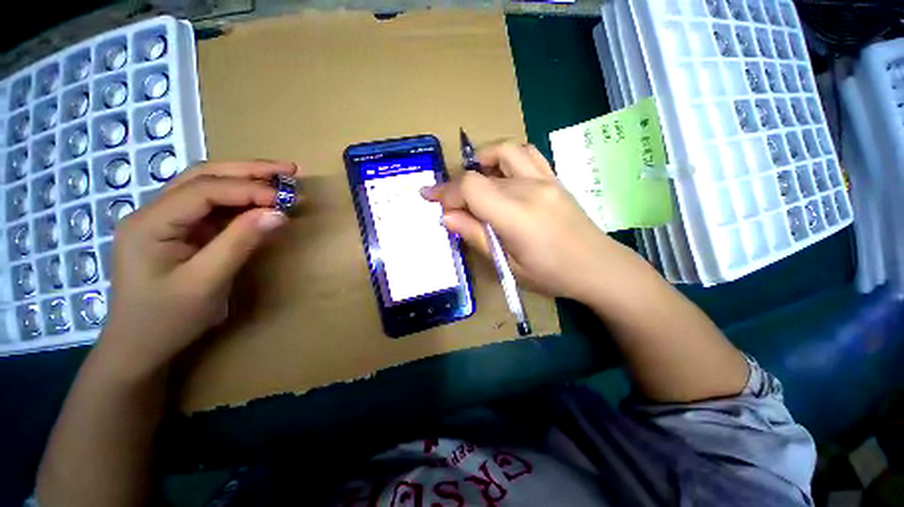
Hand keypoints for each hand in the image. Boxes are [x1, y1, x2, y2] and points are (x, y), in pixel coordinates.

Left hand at [100, 160, 296, 372]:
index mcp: (151, 223)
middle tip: (289, 170)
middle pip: (203, 177)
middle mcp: (154, 212)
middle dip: (248, 170)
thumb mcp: (207, 282)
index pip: (204, 190)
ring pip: (208, 187)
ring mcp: (166, 221)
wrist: (140, 347)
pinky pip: (212, 208)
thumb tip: (278, 213)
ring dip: (245, 180)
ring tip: (280, 179)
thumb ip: (241, 243)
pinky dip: (241, 201)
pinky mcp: (180, 232)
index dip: (248, 189)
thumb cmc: (167, 319)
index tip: (287, 198)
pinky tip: (261, 202)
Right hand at [422, 143, 640, 301]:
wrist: (598, 267)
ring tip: (473, 179)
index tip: (430, 199)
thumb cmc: (551, 275)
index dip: (446, 192)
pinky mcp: (554, 178)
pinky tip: (501, 174)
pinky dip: (506, 157)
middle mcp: (530, 188)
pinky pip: (527, 153)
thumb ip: (475, 236)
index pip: (471, 188)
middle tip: (449, 202)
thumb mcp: (507, 265)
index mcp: (516, 215)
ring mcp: (545, 179)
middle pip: (482, 173)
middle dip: (457, 186)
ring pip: (505, 151)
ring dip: (481, 160)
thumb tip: (447, 217)